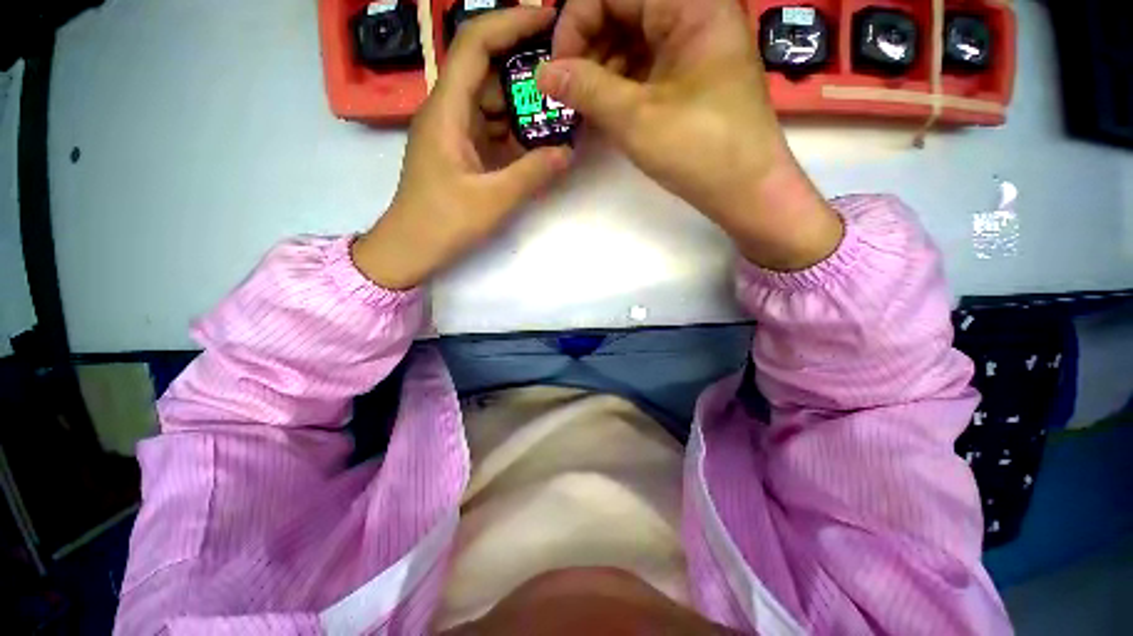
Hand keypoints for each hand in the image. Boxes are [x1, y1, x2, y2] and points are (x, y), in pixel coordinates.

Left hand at [353, 7, 572, 290]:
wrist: (411, 249)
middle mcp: (448, 112)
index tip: (550, 19)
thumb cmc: (443, 224)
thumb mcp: (493, 200)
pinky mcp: (462, 152)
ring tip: (561, 107)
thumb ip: (533, 174)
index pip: (475, 44)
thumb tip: (568, 151)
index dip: (510, 23)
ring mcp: (455, 132)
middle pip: (487, 70)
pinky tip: (540, 139)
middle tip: (567, 72)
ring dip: (524, 103)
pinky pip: (492, 128)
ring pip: (492, 101)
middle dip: (526, 66)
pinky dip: (516, 130)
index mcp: (446, 111)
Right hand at [538, 0, 841, 270]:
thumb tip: (543, 74)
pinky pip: (644, 64)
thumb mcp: (636, 119)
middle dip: (587, 46)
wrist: (745, 190)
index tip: (557, 68)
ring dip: (600, 68)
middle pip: (622, 9)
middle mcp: (693, 12)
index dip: (576, 20)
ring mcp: (692, 45)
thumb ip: (586, 89)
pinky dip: (619, 83)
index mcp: (690, 4)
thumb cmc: (699, 150)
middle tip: (567, 90)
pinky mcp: (689, 74)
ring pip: (631, 38)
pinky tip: (604, 108)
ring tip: (583, 105)